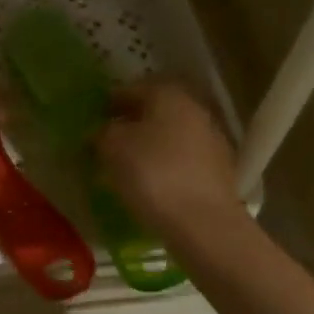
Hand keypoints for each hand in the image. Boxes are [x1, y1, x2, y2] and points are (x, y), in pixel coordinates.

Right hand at [96, 78, 243, 238]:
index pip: (131, 89)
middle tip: (108, 142)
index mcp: (168, 95)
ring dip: (150, 144)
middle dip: (131, 123)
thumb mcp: (112, 147)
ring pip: (171, 134)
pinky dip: (166, 164)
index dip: (108, 103)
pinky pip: (183, 158)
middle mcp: (194, 108)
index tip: (93, 120)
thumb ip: (102, 131)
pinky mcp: (220, 169)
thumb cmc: (153, 174)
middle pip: (155, 110)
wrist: (204, 224)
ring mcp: (212, 138)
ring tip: (127, 166)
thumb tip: (102, 131)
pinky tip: (152, 183)